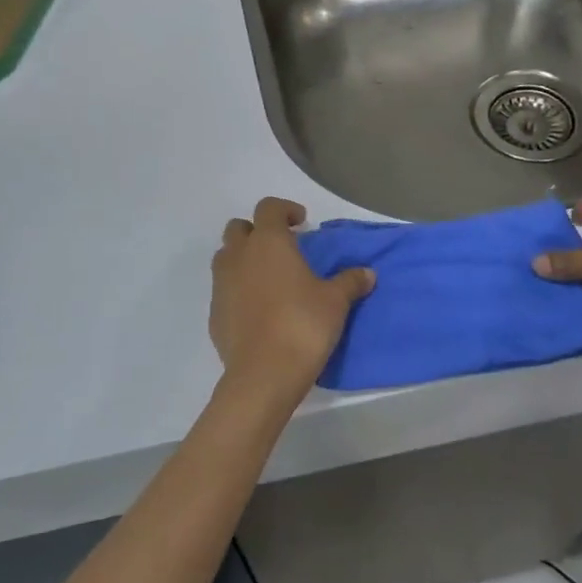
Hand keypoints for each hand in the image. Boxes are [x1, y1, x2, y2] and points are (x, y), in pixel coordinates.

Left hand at [210, 197, 374, 403]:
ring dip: (243, 259)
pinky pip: (224, 290)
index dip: (285, 210)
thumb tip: (367, 273)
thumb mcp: (335, 302)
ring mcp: (221, 284)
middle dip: (257, 232)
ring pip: (226, 258)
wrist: (263, 374)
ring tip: (268, 277)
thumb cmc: (303, 326)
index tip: (301, 222)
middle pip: (239, 228)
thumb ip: (350, 282)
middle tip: (281, 248)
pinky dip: (238, 290)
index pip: (268, 208)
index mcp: (268, 243)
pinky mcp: (214, 313)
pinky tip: (258, 310)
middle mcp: (239, 256)